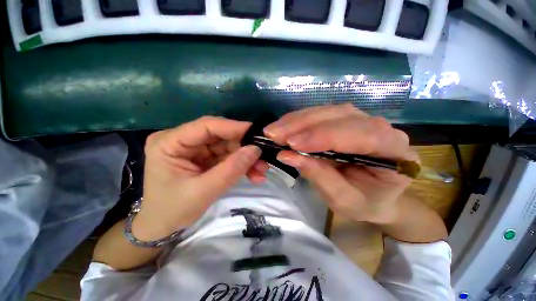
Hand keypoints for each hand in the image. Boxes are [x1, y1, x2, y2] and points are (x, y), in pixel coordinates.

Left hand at [134, 116, 267, 239]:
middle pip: (220, 136)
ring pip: (228, 146)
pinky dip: (241, 165)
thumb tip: (255, 149)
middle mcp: (183, 140)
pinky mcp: (205, 158)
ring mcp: (196, 149)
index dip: (233, 127)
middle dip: (243, 147)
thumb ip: (231, 169)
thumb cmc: (173, 211)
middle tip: (263, 157)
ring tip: (262, 170)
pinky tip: (254, 174)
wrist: (163, 227)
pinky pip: (227, 157)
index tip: (257, 132)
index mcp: (169, 142)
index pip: (206, 126)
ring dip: (246, 158)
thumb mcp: (204, 191)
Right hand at [264, 104, 417, 224]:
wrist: (376, 197)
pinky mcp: (346, 120)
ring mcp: (362, 120)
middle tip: (273, 134)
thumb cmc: (365, 203)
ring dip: (297, 120)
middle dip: (303, 125)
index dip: (323, 137)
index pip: (360, 135)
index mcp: (394, 152)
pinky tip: (284, 127)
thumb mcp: (343, 200)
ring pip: (327, 111)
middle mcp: (382, 129)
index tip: (291, 144)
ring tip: (274, 130)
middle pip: (340, 116)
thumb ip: (319, 176)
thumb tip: (287, 156)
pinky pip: (321, 114)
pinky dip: (300, 120)